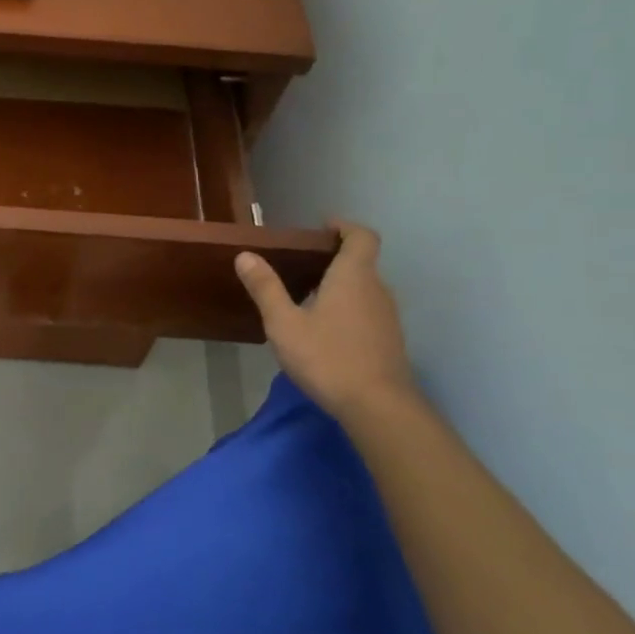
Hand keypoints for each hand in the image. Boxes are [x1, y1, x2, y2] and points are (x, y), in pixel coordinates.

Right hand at [235, 219, 418, 419]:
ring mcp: (387, 317)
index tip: (322, 228)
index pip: (361, 236)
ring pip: (365, 288)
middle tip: (301, 265)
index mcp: (353, 276)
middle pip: (362, 262)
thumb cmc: (327, 357)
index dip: (344, 227)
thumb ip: (266, 288)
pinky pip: (368, 311)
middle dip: (334, 258)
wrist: (378, 407)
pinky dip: (349, 308)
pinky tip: (325, 330)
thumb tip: (246, 255)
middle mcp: (377, 289)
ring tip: (308, 298)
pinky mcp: (389, 341)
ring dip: (341, 285)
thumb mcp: (284, 323)